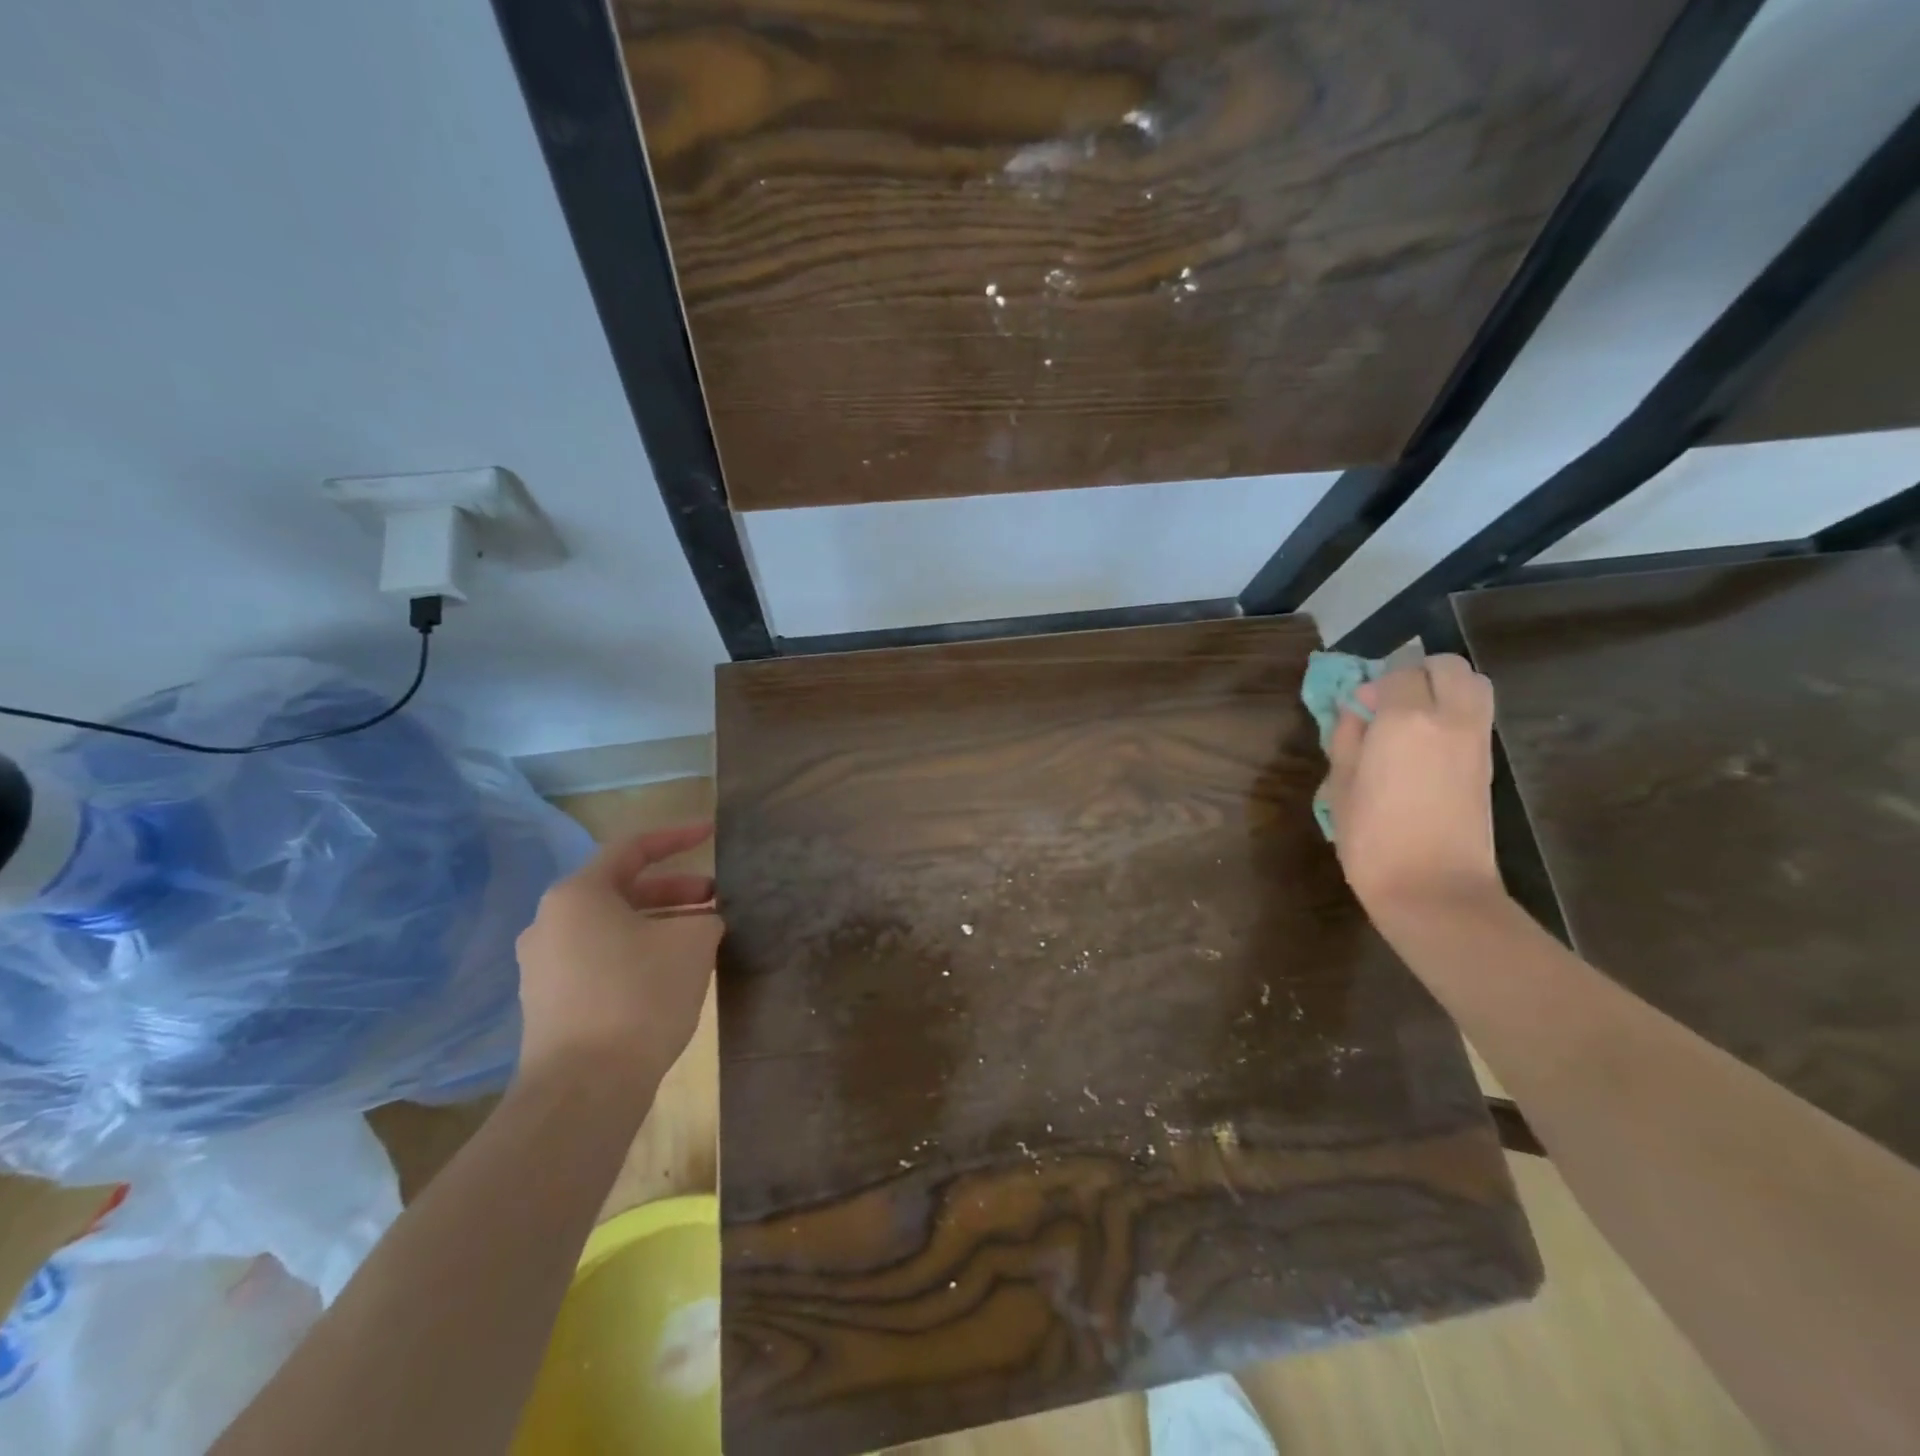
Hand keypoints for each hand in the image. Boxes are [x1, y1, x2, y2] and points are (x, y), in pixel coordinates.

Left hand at [514, 824, 722, 1095]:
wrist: (583, 1090)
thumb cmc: (640, 996)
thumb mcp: (693, 943)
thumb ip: (705, 919)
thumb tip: (701, 925)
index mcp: (578, 894)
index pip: (633, 847)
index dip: (678, 837)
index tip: (712, 833)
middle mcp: (550, 922)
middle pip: (621, 889)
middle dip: (674, 890)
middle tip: (715, 899)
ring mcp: (542, 966)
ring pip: (611, 927)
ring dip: (657, 924)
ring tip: (699, 938)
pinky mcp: (547, 1003)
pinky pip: (599, 959)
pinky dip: (636, 952)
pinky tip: (669, 974)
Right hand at [1320, 655, 1504, 919]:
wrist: (1434, 889)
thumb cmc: (1373, 840)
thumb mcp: (1341, 787)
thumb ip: (1347, 739)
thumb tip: (1356, 713)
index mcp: (1406, 720)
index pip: (1397, 673)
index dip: (1374, 685)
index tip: (1357, 710)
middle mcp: (1450, 718)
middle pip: (1446, 667)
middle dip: (1417, 673)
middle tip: (1389, 704)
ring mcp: (1476, 740)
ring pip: (1473, 685)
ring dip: (1443, 688)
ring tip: (1412, 720)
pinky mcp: (1488, 763)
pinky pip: (1476, 715)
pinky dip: (1455, 713)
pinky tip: (1426, 747)